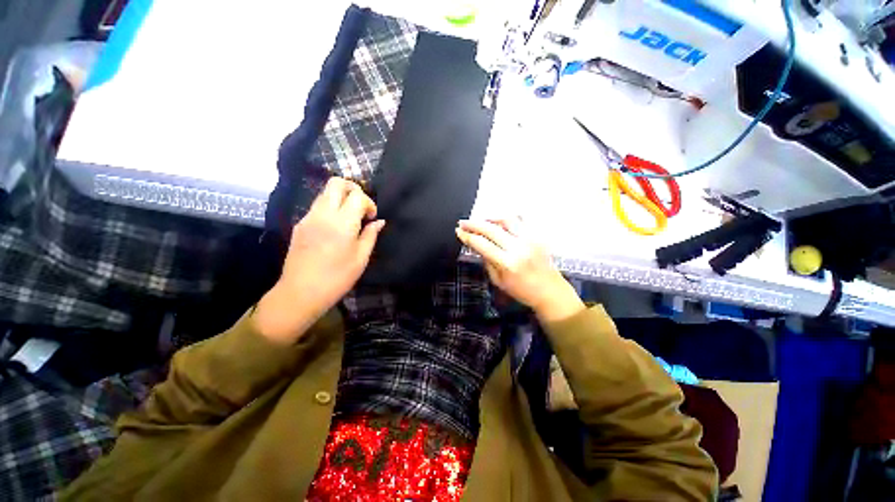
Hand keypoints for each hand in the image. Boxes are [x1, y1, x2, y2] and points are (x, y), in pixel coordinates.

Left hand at [254, 178, 384, 342]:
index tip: (371, 218)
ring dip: (340, 198)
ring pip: (325, 193)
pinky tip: (335, 227)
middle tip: (361, 206)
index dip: (369, 203)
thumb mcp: (361, 258)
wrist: (300, 292)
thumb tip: (379, 222)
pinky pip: (317, 206)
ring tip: (349, 217)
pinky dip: (330, 208)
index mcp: (342, 223)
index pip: (357, 196)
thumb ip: (371, 235)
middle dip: (353, 189)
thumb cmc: (337, 277)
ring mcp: (308, 217)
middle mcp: (323, 214)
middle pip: (336, 183)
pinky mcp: (300, 224)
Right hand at [456, 219, 583, 322]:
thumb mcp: (499, 281)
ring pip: (507, 220)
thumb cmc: (523, 291)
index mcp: (507, 263)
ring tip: (481, 221)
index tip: (459, 231)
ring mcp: (530, 240)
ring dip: (490, 218)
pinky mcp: (537, 236)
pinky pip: (521, 220)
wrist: (550, 291)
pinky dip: (508, 218)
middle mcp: (518, 248)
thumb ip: (487, 262)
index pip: (482, 244)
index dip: (467, 236)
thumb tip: (478, 246)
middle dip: (474, 224)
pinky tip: (500, 221)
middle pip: (491, 229)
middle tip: (463, 222)